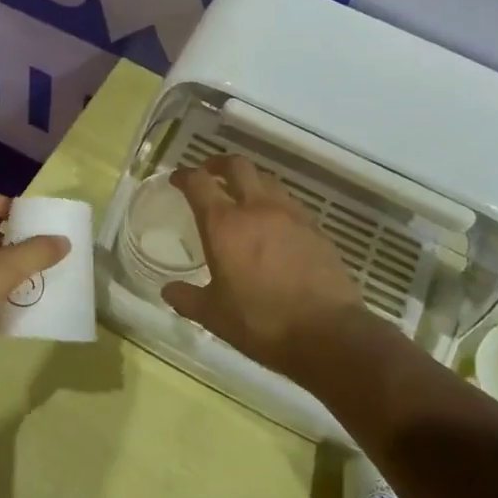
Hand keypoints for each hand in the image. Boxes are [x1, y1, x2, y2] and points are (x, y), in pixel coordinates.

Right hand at [165, 155, 370, 378]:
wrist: (329, 333)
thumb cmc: (262, 323)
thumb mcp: (214, 316)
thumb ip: (187, 299)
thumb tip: (168, 290)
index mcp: (224, 225)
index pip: (199, 183)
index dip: (185, 176)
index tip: (177, 179)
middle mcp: (257, 208)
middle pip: (237, 166)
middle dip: (219, 164)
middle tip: (210, 172)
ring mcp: (291, 215)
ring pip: (267, 179)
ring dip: (250, 180)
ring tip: (243, 194)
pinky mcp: (315, 228)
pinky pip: (290, 202)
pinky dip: (275, 202)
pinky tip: (274, 223)